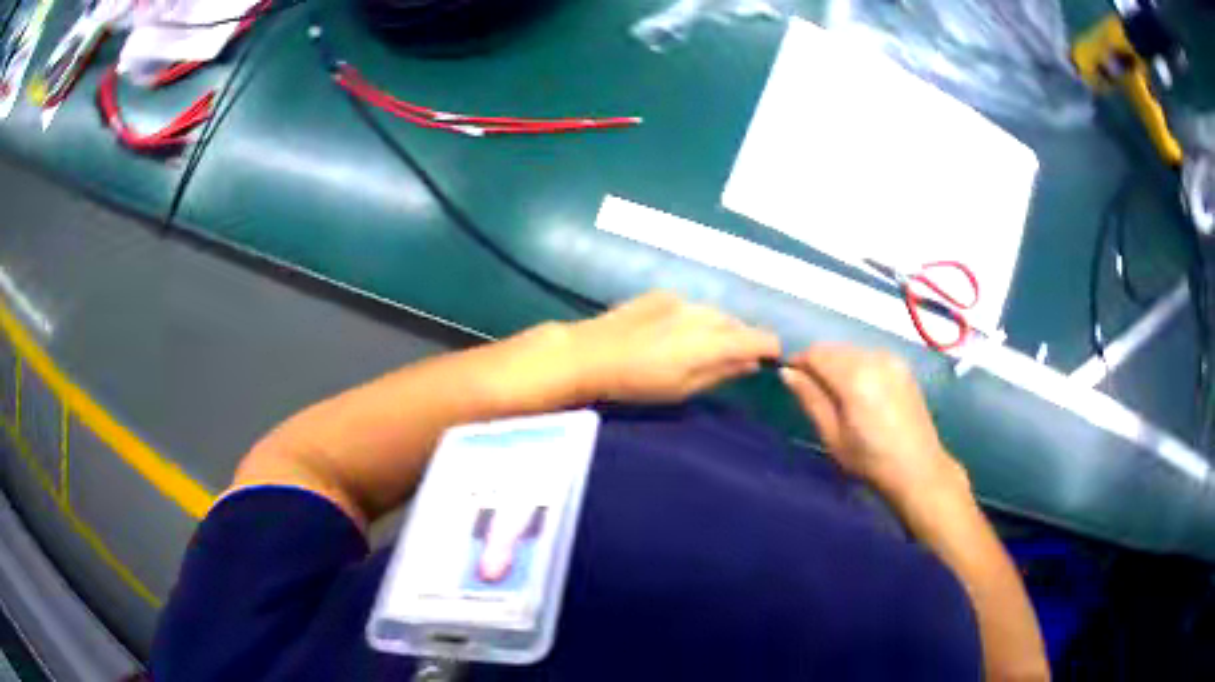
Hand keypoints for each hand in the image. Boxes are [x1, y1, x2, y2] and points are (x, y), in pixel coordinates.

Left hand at [568, 291, 780, 402]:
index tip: (769, 359)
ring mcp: (683, 300)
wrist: (591, 353)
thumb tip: (752, 363)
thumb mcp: (684, 389)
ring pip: (714, 312)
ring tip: (700, 347)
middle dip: (741, 340)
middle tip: (731, 361)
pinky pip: (690, 305)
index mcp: (714, 342)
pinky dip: (692, 318)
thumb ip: (722, 372)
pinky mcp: (662, 294)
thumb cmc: (638, 383)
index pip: (760, 338)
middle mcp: (705, 314)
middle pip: (738, 324)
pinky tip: (673, 332)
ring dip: (717, 328)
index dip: (770, 348)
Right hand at [779, 344, 968, 510]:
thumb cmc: (870, 459)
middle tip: (811, 391)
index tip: (790, 379)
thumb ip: (810, 399)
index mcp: (854, 376)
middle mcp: (874, 358)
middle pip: (834, 348)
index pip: (816, 353)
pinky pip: (869, 356)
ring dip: (837, 364)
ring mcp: (891, 359)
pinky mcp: (902, 366)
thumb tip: (787, 372)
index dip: (798, 362)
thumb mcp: (832, 436)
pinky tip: (860, 391)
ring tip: (836, 394)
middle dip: (818, 363)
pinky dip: (857, 365)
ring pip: (851, 350)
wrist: (918, 468)